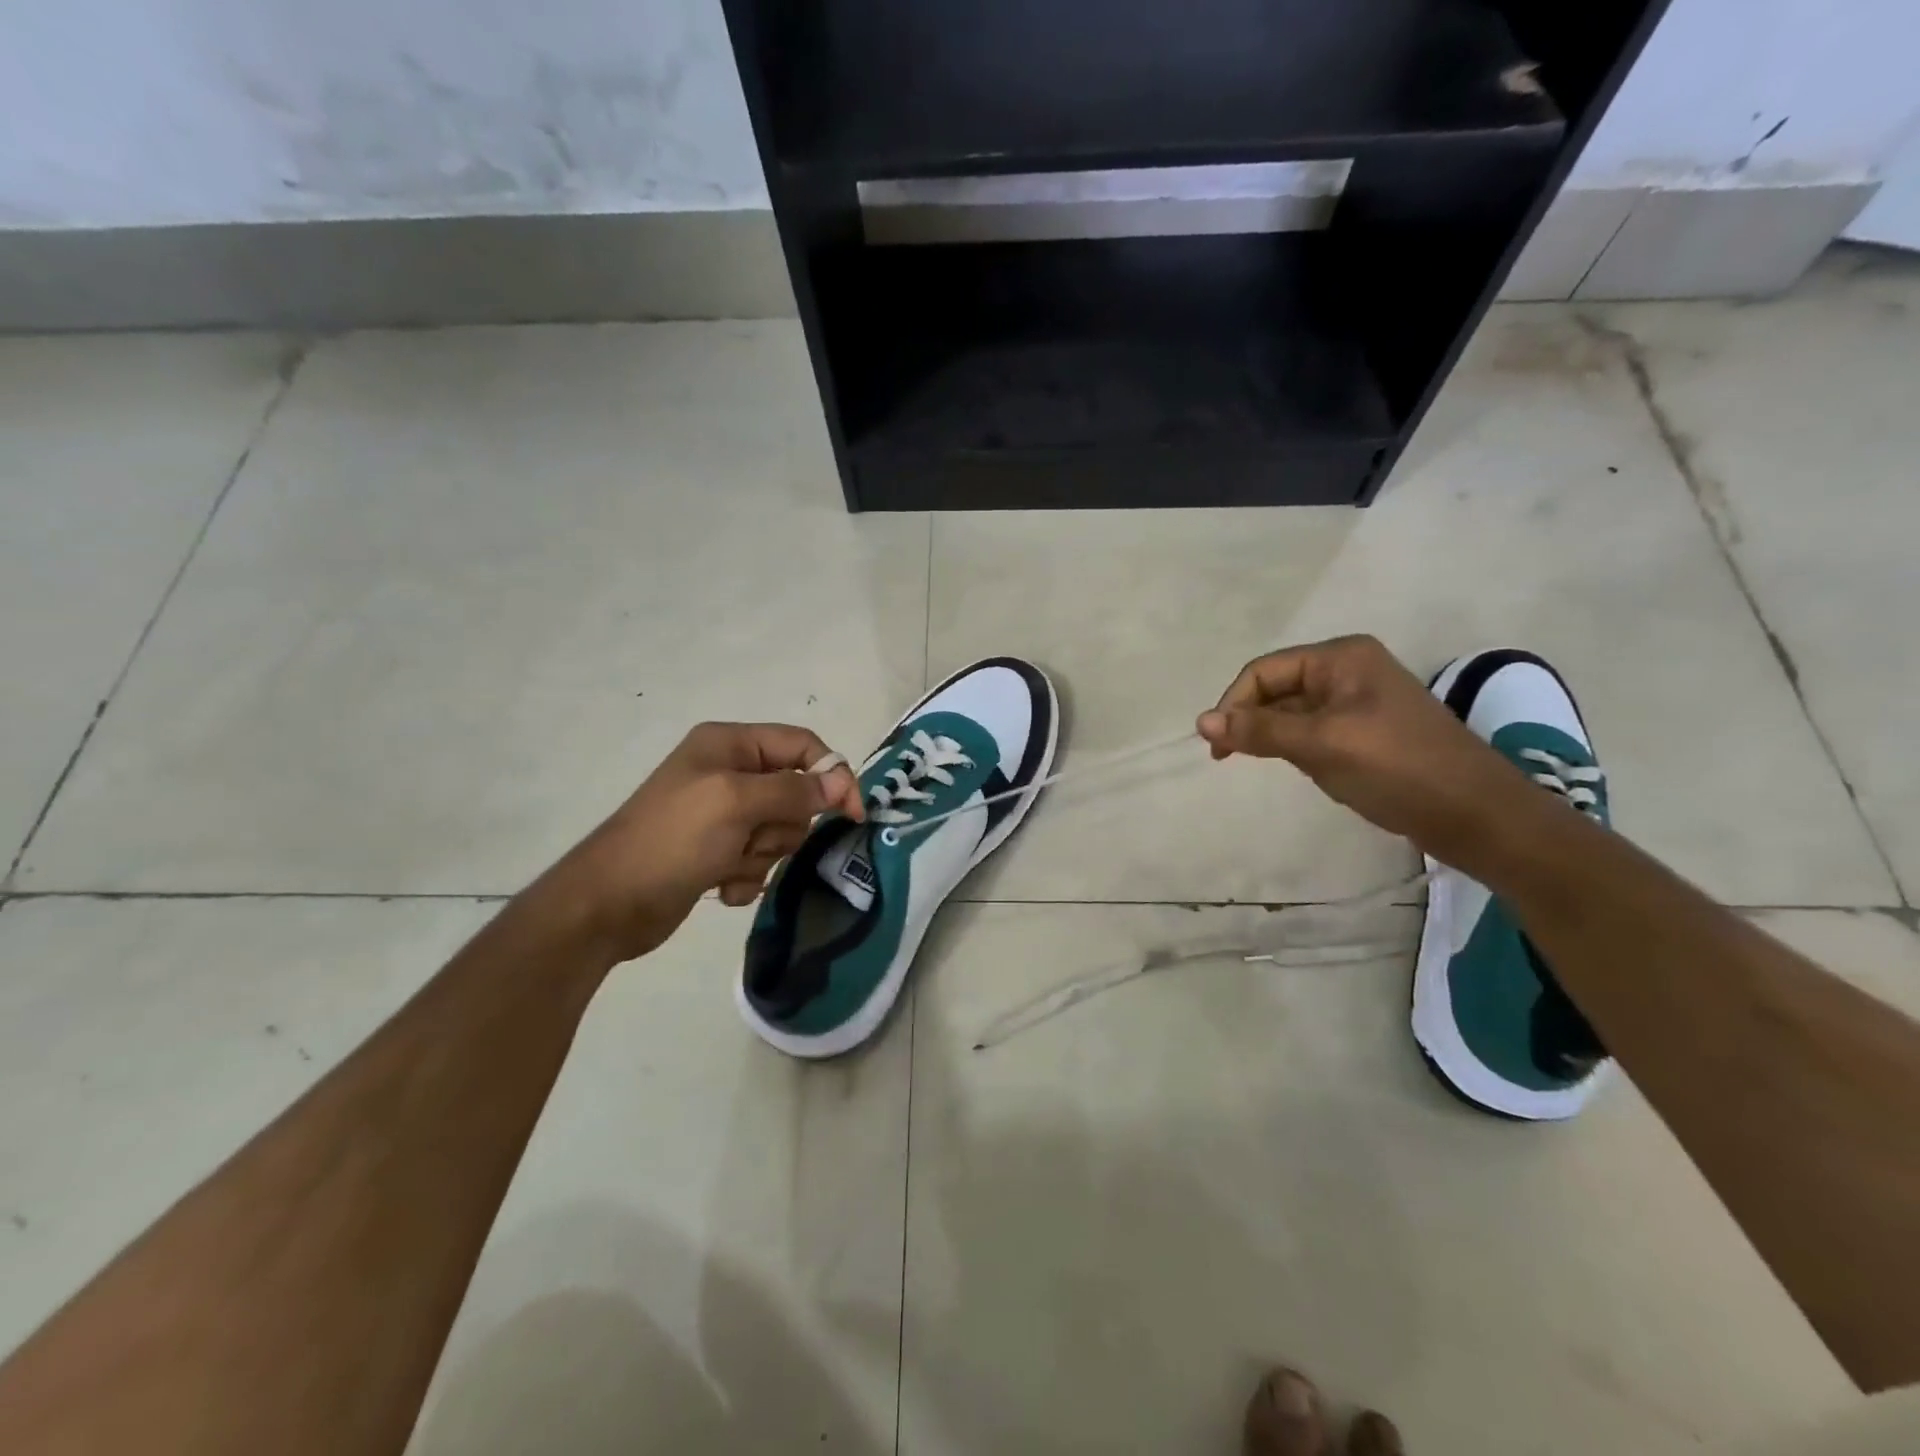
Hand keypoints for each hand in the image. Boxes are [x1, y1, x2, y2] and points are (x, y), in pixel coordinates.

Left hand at [547, 722, 863, 963]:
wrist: (607, 905)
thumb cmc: (672, 840)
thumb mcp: (736, 803)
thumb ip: (794, 790)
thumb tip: (841, 782)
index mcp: (730, 744)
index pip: (802, 745)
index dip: (832, 774)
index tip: (853, 814)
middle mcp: (729, 772)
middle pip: (796, 793)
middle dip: (780, 825)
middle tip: (750, 839)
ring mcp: (722, 814)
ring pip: (780, 831)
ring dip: (761, 855)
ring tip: (726, 864)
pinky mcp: (717, 851)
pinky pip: (759, 859)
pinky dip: (746, 876)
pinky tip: (719, 885)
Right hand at [1196, 635, 1538, 866]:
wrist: (1477, 816)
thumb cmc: (1397, 769)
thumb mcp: (1322, 744)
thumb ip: (1260, 729)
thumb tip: (1201, 720)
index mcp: (1341, 657)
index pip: (1264, 671)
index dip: (1233, 704)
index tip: (1217, 747)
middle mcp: (1348, 670)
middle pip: (1276, 688)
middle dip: (1251, 720)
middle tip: (1228, 758)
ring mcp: (1359, 701)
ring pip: (1292, 712)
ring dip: (1273, 736)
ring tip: (1266, 765)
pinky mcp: (1366, 731)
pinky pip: (1313, 731)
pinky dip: (1296, 748)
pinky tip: (1303, 770)